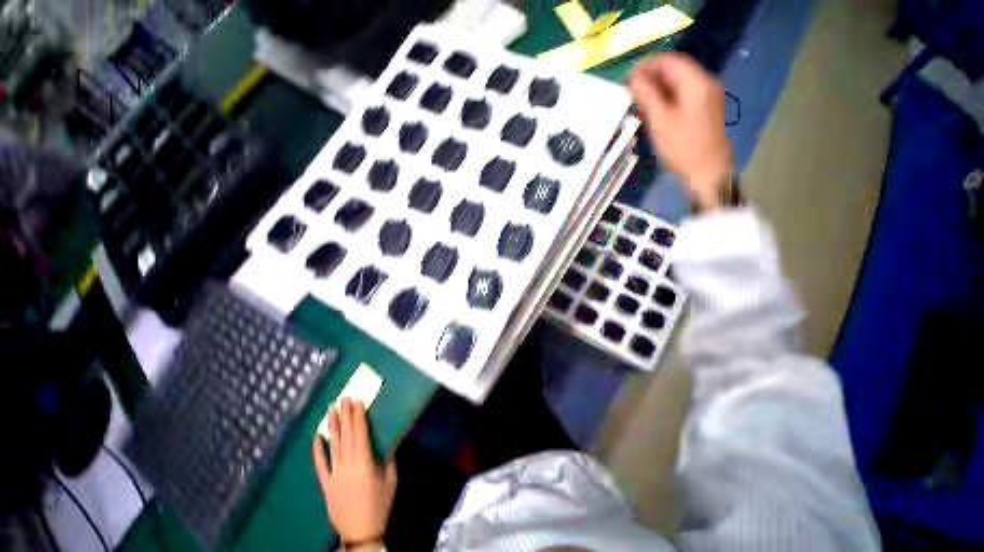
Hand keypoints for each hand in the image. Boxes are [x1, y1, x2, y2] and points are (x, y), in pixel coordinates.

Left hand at [312, 399, 396, 548]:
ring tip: (331, 410)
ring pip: (332, 445)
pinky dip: (318, 450)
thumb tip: (390, 437)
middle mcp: (347, 465)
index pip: (360, 433)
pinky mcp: (326, 484)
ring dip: (332, 426)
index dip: (358, 416)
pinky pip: (320, 465)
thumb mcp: (391, 478)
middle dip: (345, 415)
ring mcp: (334, 475)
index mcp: (364, 462)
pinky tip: (317, 437)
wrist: (360, 532)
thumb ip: (389, 456)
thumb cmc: (380, 503)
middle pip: (346, 435)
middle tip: (343, 398)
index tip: (357, 401)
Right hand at [628, 53, 733, 210]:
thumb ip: (647, 95)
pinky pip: (682, 95)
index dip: (647, 64)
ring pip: (678, 83)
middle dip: (651, 76)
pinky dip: (666, 97)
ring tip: (637, 99)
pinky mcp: (704, 110)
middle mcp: (705, 83)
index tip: (627, 75)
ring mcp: (706, 97)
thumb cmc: (682, 146)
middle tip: (630, 89)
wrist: (707, 171)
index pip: (670, 61)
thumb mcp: (660, 120)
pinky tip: (653, 109)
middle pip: (676, 70)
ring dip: (657, 87)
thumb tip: (634, 77)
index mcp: (697, 82)